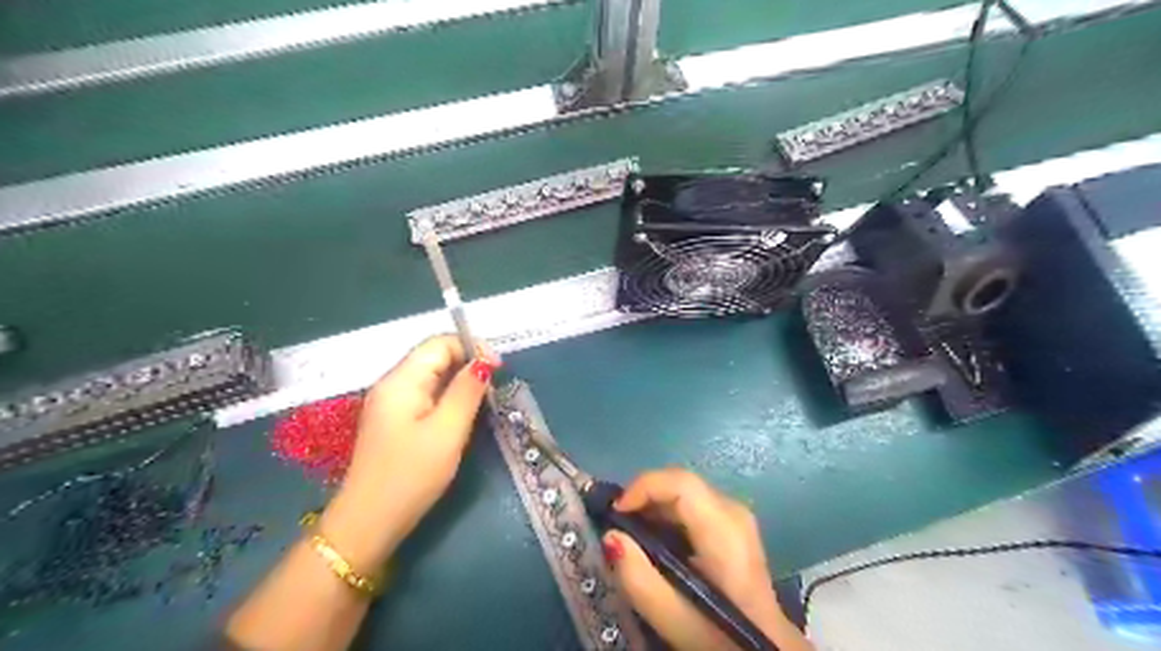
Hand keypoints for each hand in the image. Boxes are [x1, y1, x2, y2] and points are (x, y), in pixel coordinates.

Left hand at [316, 335, 497, 569]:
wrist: (369, 522)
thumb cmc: (411, 475)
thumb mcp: (447, 431)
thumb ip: (466, 391)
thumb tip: (484, 361)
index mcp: (401, 381)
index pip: (439, 343)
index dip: (472, 347)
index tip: (499, 369)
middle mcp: (392, 384)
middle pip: (434, 356)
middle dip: (467, 364)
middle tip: (494, 388)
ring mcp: (391, 404)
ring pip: (432, 376)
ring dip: (460, 381)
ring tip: (483, 401)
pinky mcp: (394, 421)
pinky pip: (426, 395)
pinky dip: (448, 397)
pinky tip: (461, 416)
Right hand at [605, 470, 808, 648]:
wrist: (765, 649)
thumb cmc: (721, 636)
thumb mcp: (675, 620)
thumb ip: (639, 579)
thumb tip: (611, 536)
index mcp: (724, 530)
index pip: (681, 482)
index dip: (643, 487)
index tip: (615, 513)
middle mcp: (733, 511)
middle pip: (681, 483)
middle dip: (644, 496)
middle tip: (619, 525)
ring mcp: (736, 516)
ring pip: (685, 491)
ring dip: (654, 505)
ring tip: (632, 535)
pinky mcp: (732, 525)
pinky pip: (693, 504)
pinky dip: (668, 514)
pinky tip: (656, 542)